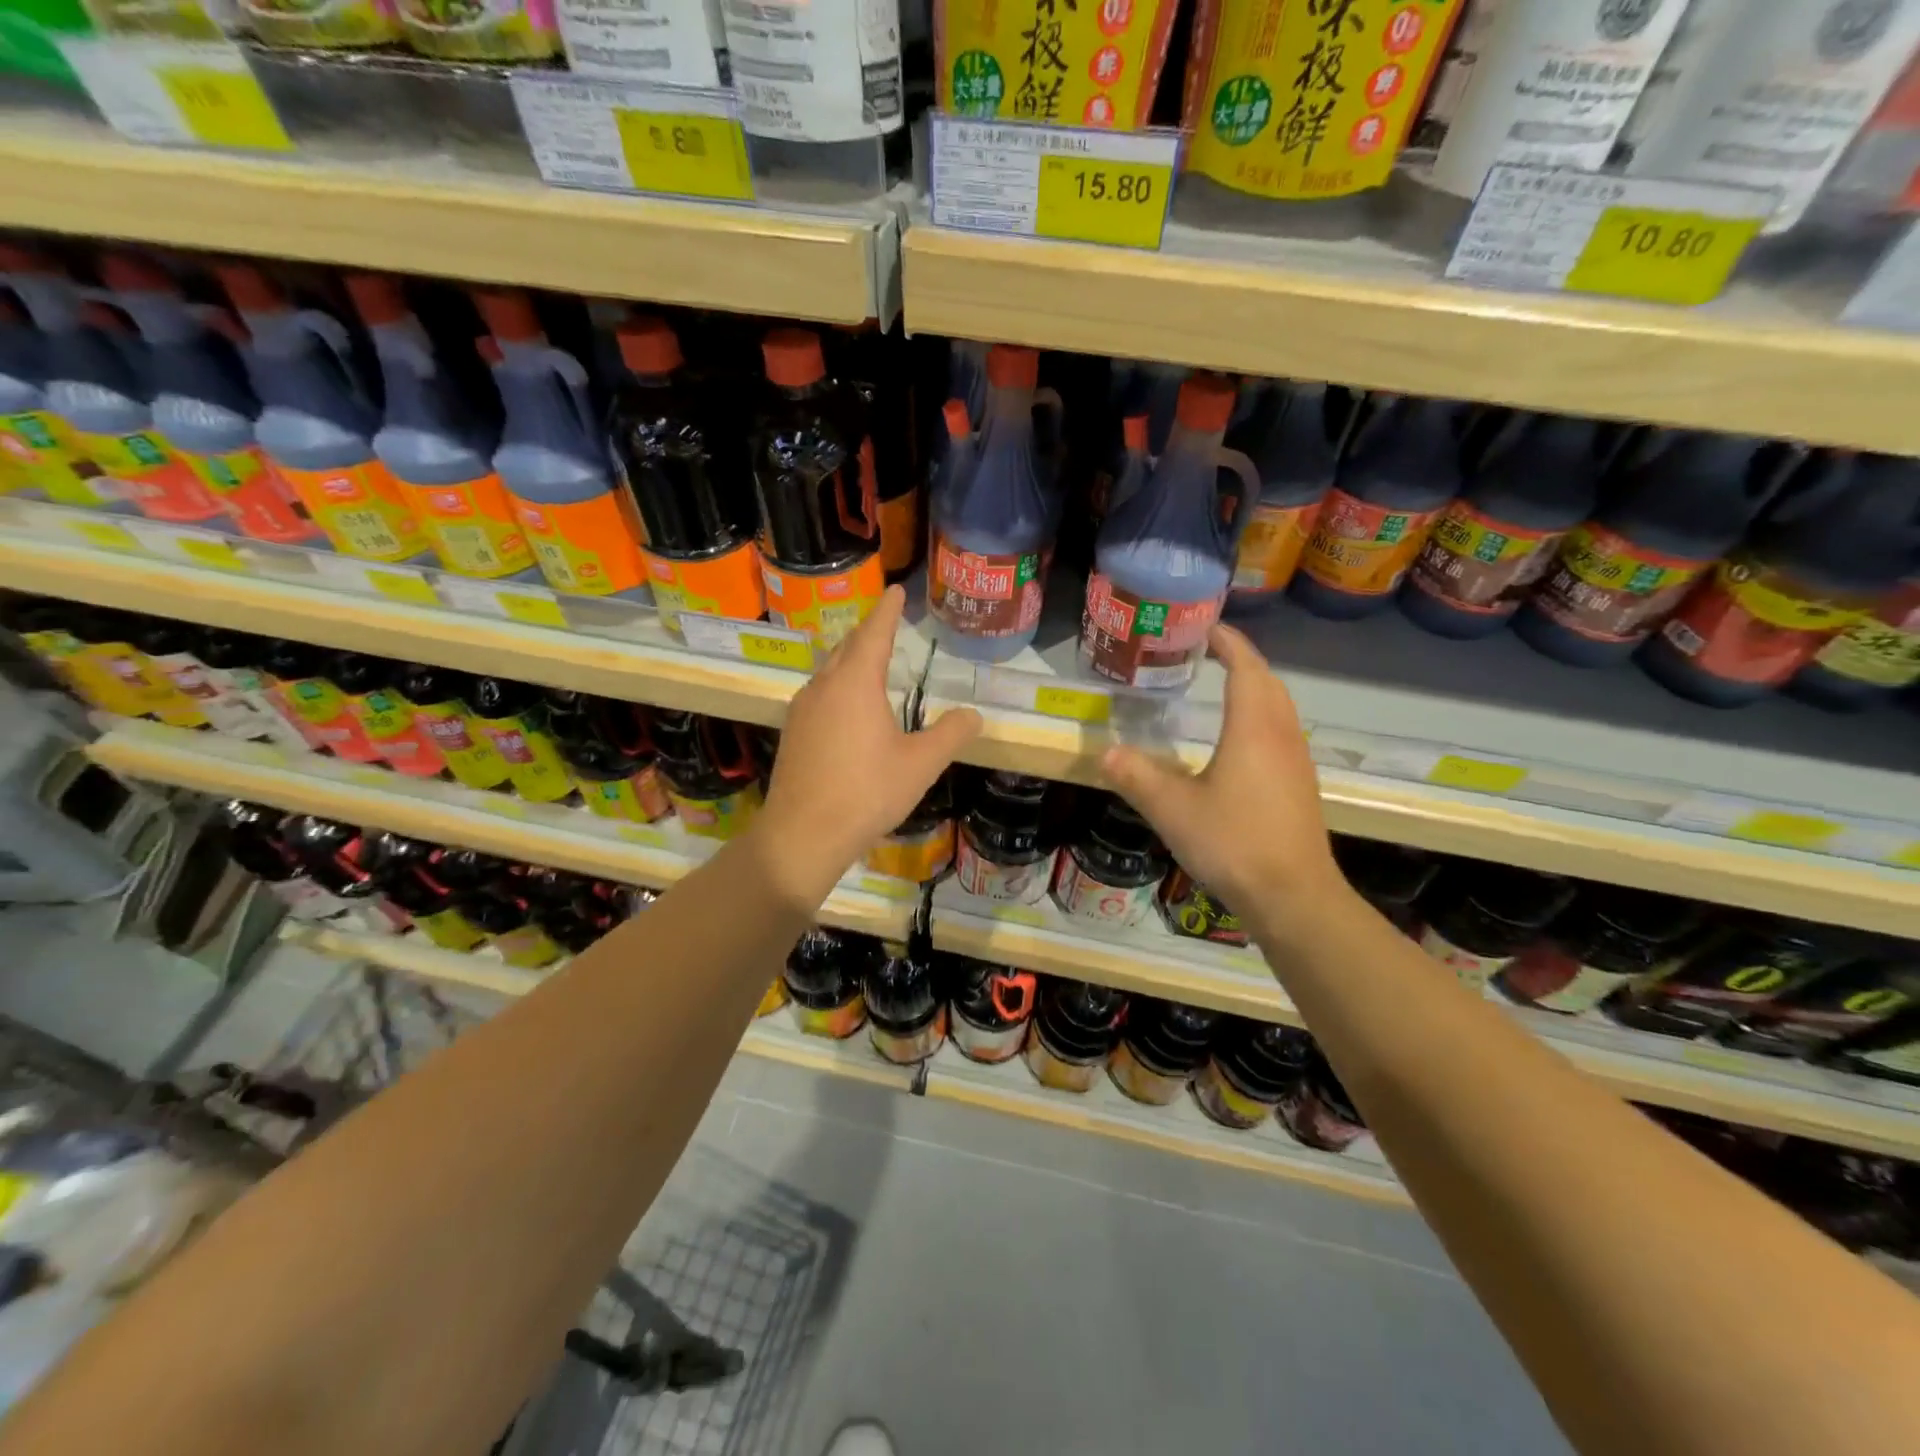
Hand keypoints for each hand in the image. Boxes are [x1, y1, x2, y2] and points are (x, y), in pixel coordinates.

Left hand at [759, 585, 981, 896]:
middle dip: (868, 632)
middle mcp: (824, 686)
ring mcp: (802, 709)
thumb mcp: (920, 764)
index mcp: (855, 683)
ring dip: (850, 659)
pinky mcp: (793, 733)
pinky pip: (819, 694)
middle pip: (847, 647)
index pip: (874, 633)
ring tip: (869, 661)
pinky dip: (838, 686)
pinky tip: (846, 707)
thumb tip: (973, 714)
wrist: (803, 834)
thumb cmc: (867, 792)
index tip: (895, 590)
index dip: (888, 610)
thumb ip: (951, 734)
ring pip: (829, 671)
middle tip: (886, 622)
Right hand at [1101, 624, 1343, 925]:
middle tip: (1206, 652)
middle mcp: (1281, 735)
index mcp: (1252, 728)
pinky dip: (1259, 716)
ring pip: (1278, 707)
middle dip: (1241, 660)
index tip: (1204, 627)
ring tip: (1220, 686)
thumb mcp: (1172, 810)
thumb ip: (1136, 777)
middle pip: (1267, 681)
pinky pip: (1281, 731)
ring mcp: (1296, 761)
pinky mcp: (1300, 785)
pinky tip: (1237, 741)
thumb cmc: (1234, 842)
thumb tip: (1105, 752)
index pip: (1246, 667)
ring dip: (1254, 687)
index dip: (1228, 642)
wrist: (1293, 896)